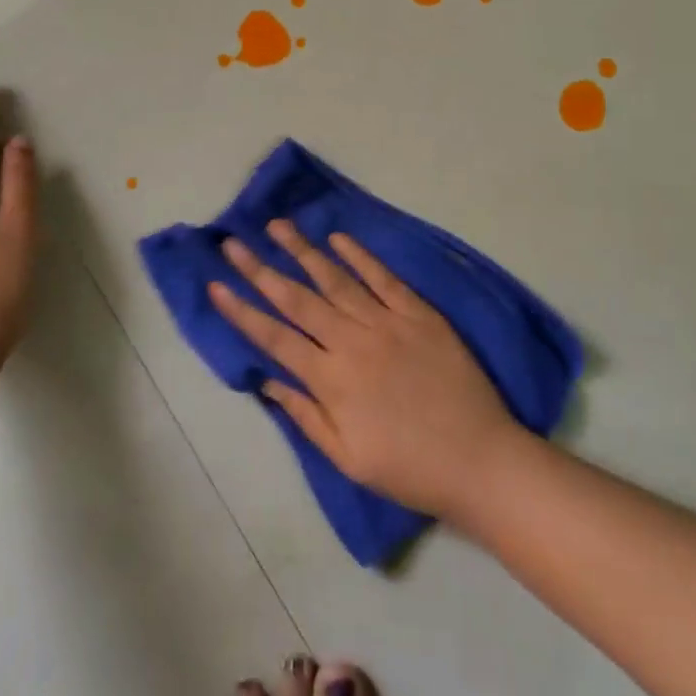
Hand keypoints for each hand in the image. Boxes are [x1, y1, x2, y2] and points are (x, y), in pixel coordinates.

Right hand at [209, 220, 520, 520]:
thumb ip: (306, 416)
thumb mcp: (348, 458)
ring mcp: (386, 322)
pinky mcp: (418, 312)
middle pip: (297, 299)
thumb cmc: (409, 468)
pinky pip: (383, 277)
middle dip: (260, 269)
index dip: (241, 311)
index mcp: (331, 380)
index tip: (216, 285)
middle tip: (233, 243)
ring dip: (303, 251)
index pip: (274, 337)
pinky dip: (359, 255)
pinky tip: (337, 238)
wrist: (478, 460)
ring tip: (277, 226)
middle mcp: (352, 342)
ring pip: (335, 279)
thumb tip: (267, 381)